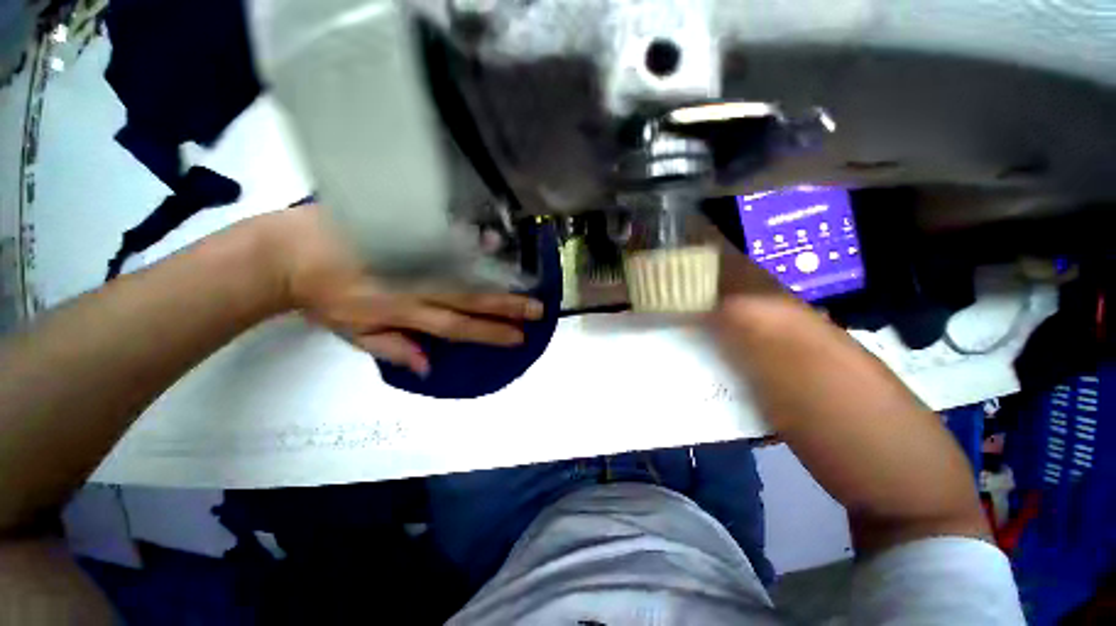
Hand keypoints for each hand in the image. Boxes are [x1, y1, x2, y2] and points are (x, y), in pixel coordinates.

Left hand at [258, 205, 542, 375]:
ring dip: (498, 277)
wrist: (285, 253)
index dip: (491, 333)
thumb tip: (429, 367)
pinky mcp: (402, 232)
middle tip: (538, 310)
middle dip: (508, 307)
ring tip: (527, 281)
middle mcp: (416, 285)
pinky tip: (493, 243)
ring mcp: (411, 256)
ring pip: (463, 270)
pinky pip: (442, 238)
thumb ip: (394, 348)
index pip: (459, 326)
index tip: (519, 337)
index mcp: (404, 311)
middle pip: (471, 299)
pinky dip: (470, 242)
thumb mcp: (353, 334)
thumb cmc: (322, 298)